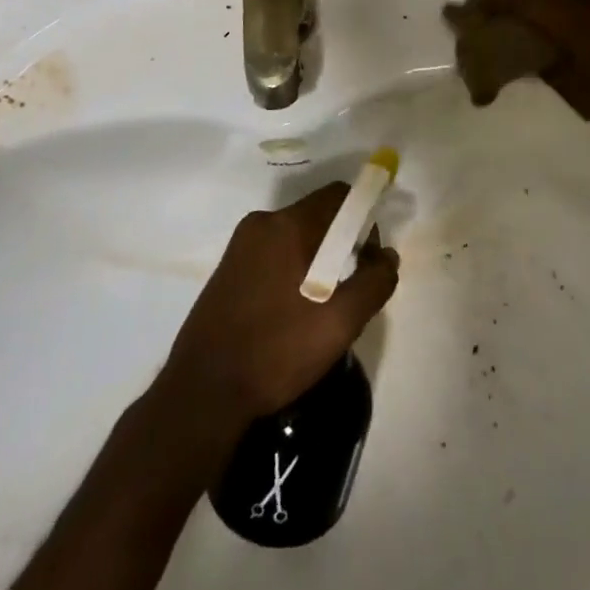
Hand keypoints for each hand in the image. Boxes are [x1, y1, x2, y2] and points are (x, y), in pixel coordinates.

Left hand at [159, 184, 398, 428]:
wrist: (201, 395)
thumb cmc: (275, 351)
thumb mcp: (339, 323)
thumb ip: (374, 282)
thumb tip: (388, 256)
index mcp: (287, 225)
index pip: (339, 195)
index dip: (364, 218)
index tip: (369, 257)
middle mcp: (261, 223)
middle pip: (318, 215)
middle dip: (342, 243)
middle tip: (350, 289)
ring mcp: (240, 246)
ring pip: (296, 236)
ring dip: (318, 259)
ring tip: (323, 307)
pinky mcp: (228, 269)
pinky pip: (274, 253)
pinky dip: (294, 270)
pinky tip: (293, 313)